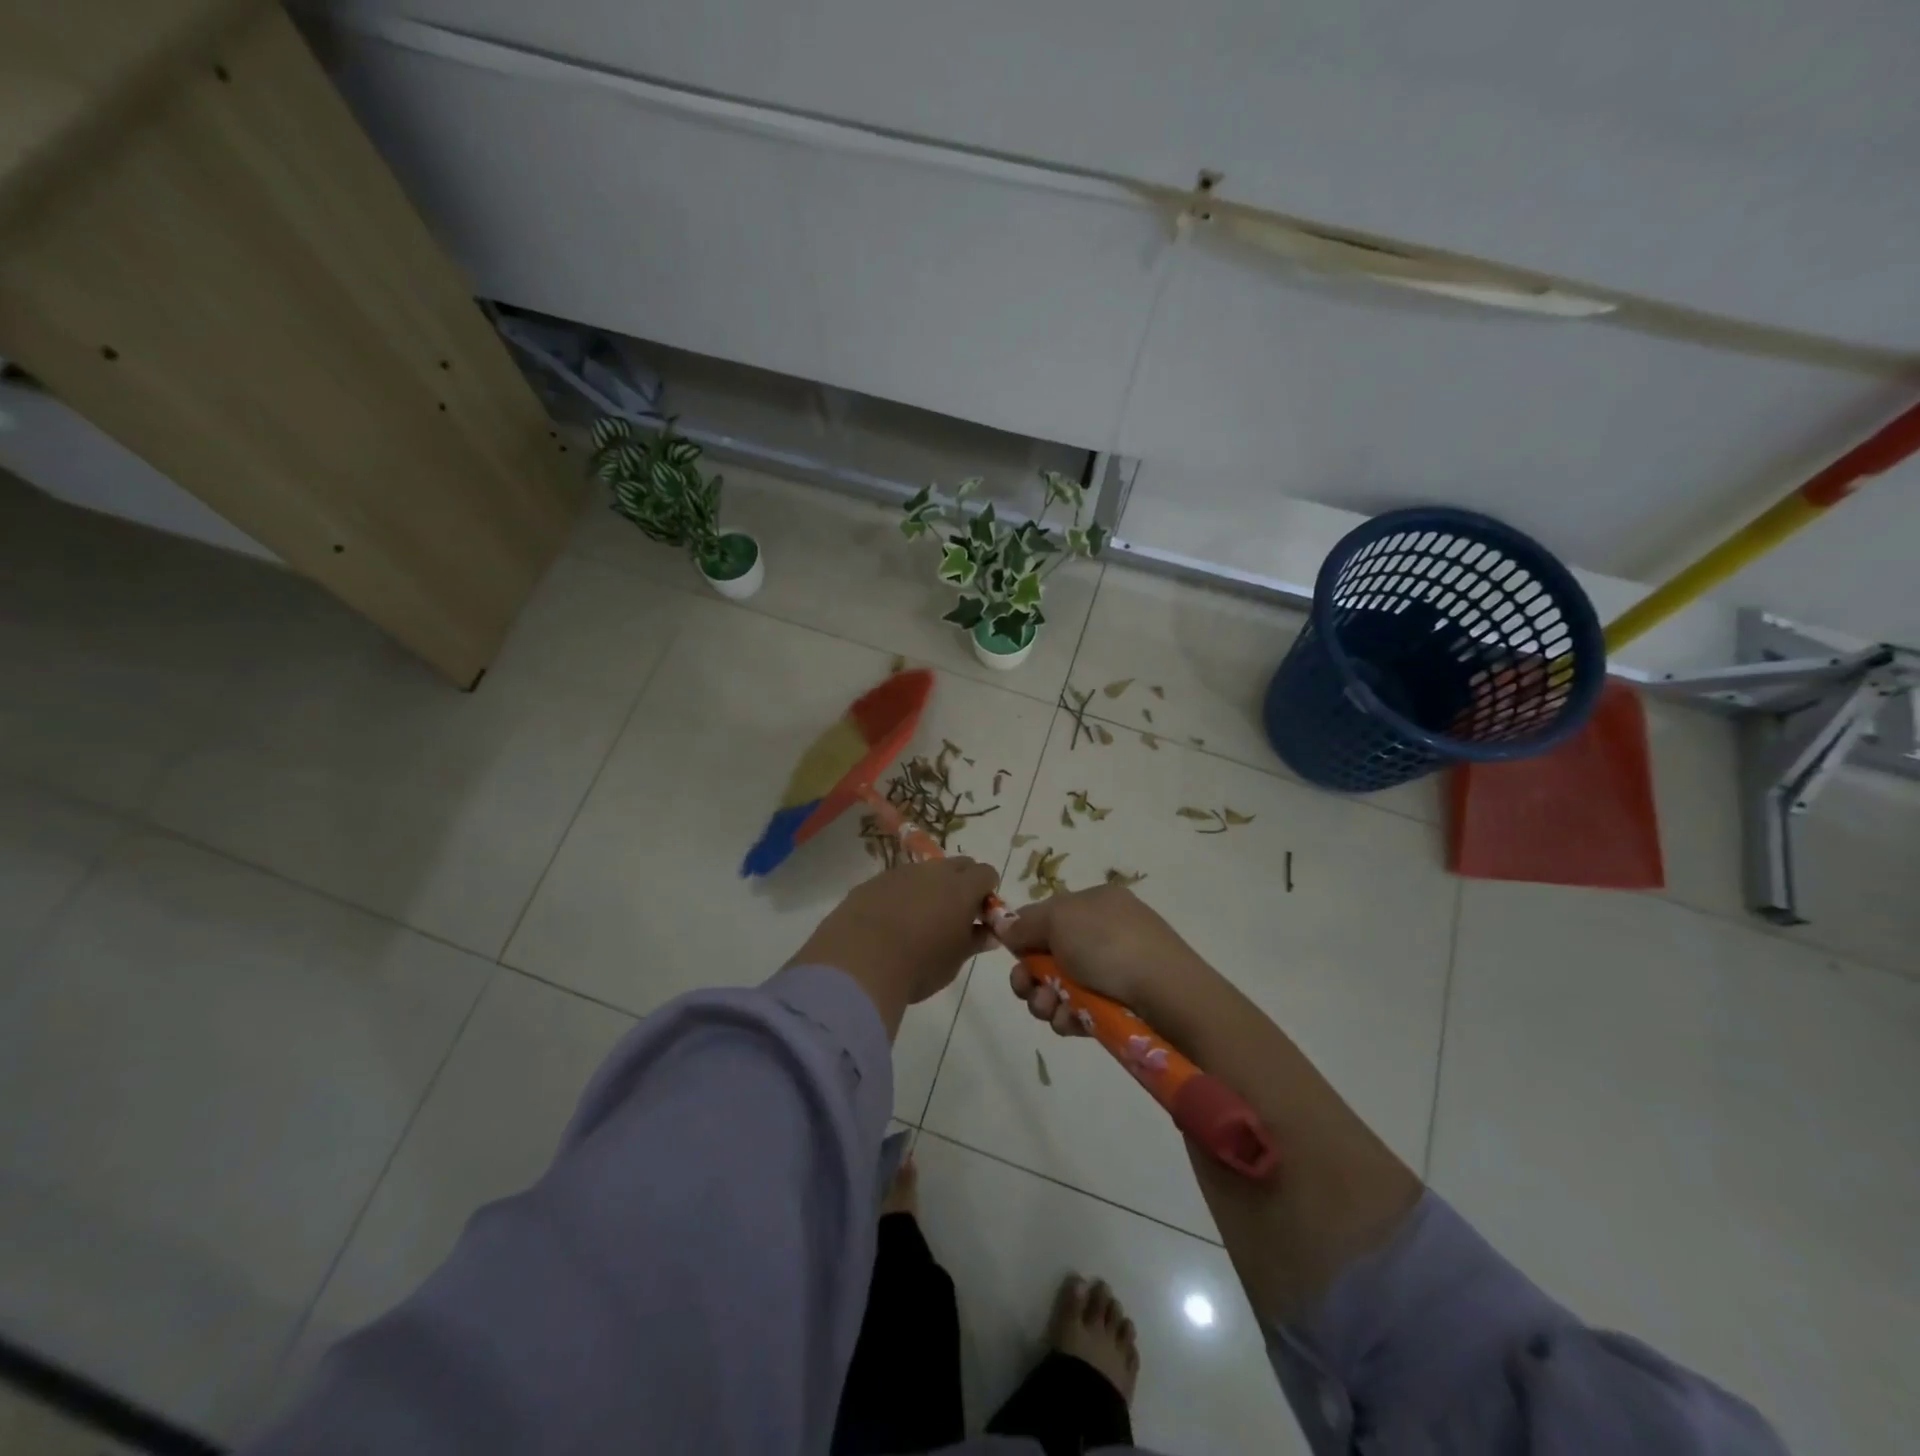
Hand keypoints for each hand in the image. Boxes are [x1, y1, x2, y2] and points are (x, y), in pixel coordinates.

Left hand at [788, 858, 999, 1036]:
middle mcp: (932, 872)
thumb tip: (988, 934)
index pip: (986, 873)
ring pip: (925, 872)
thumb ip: (974, 941)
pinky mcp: (872, 882)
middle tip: (954, 915)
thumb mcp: (954, 961)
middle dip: (963, 882)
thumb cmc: (917, 966)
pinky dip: (901, 895)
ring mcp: (899, 873)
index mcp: (961, 888)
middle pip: (958, 864)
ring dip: (930, 888)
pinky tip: (889, 923)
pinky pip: (896, 882)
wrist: (857, 963)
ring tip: (918, 921)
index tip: (981, 914)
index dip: (987, 891)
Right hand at [998, 885, 1209, 1035]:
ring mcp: (1116, 970)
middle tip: (1025, 988)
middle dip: (1030, 975)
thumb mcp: (1059, 919)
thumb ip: (1026, 923)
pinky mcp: (1121, 1006)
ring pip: (1062, 987)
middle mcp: (1105, 932)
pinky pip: (1082, 1011)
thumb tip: (1005, 927)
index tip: (1010, 953)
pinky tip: (1070, 1024)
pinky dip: (1069, 1017)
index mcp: (1095, 902)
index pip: (1048, 914)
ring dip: (1045, 1000)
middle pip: (1050, 954)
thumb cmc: (1109, 945)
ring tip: (1049, 1010)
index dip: (1025, 935)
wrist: (1169, 995)